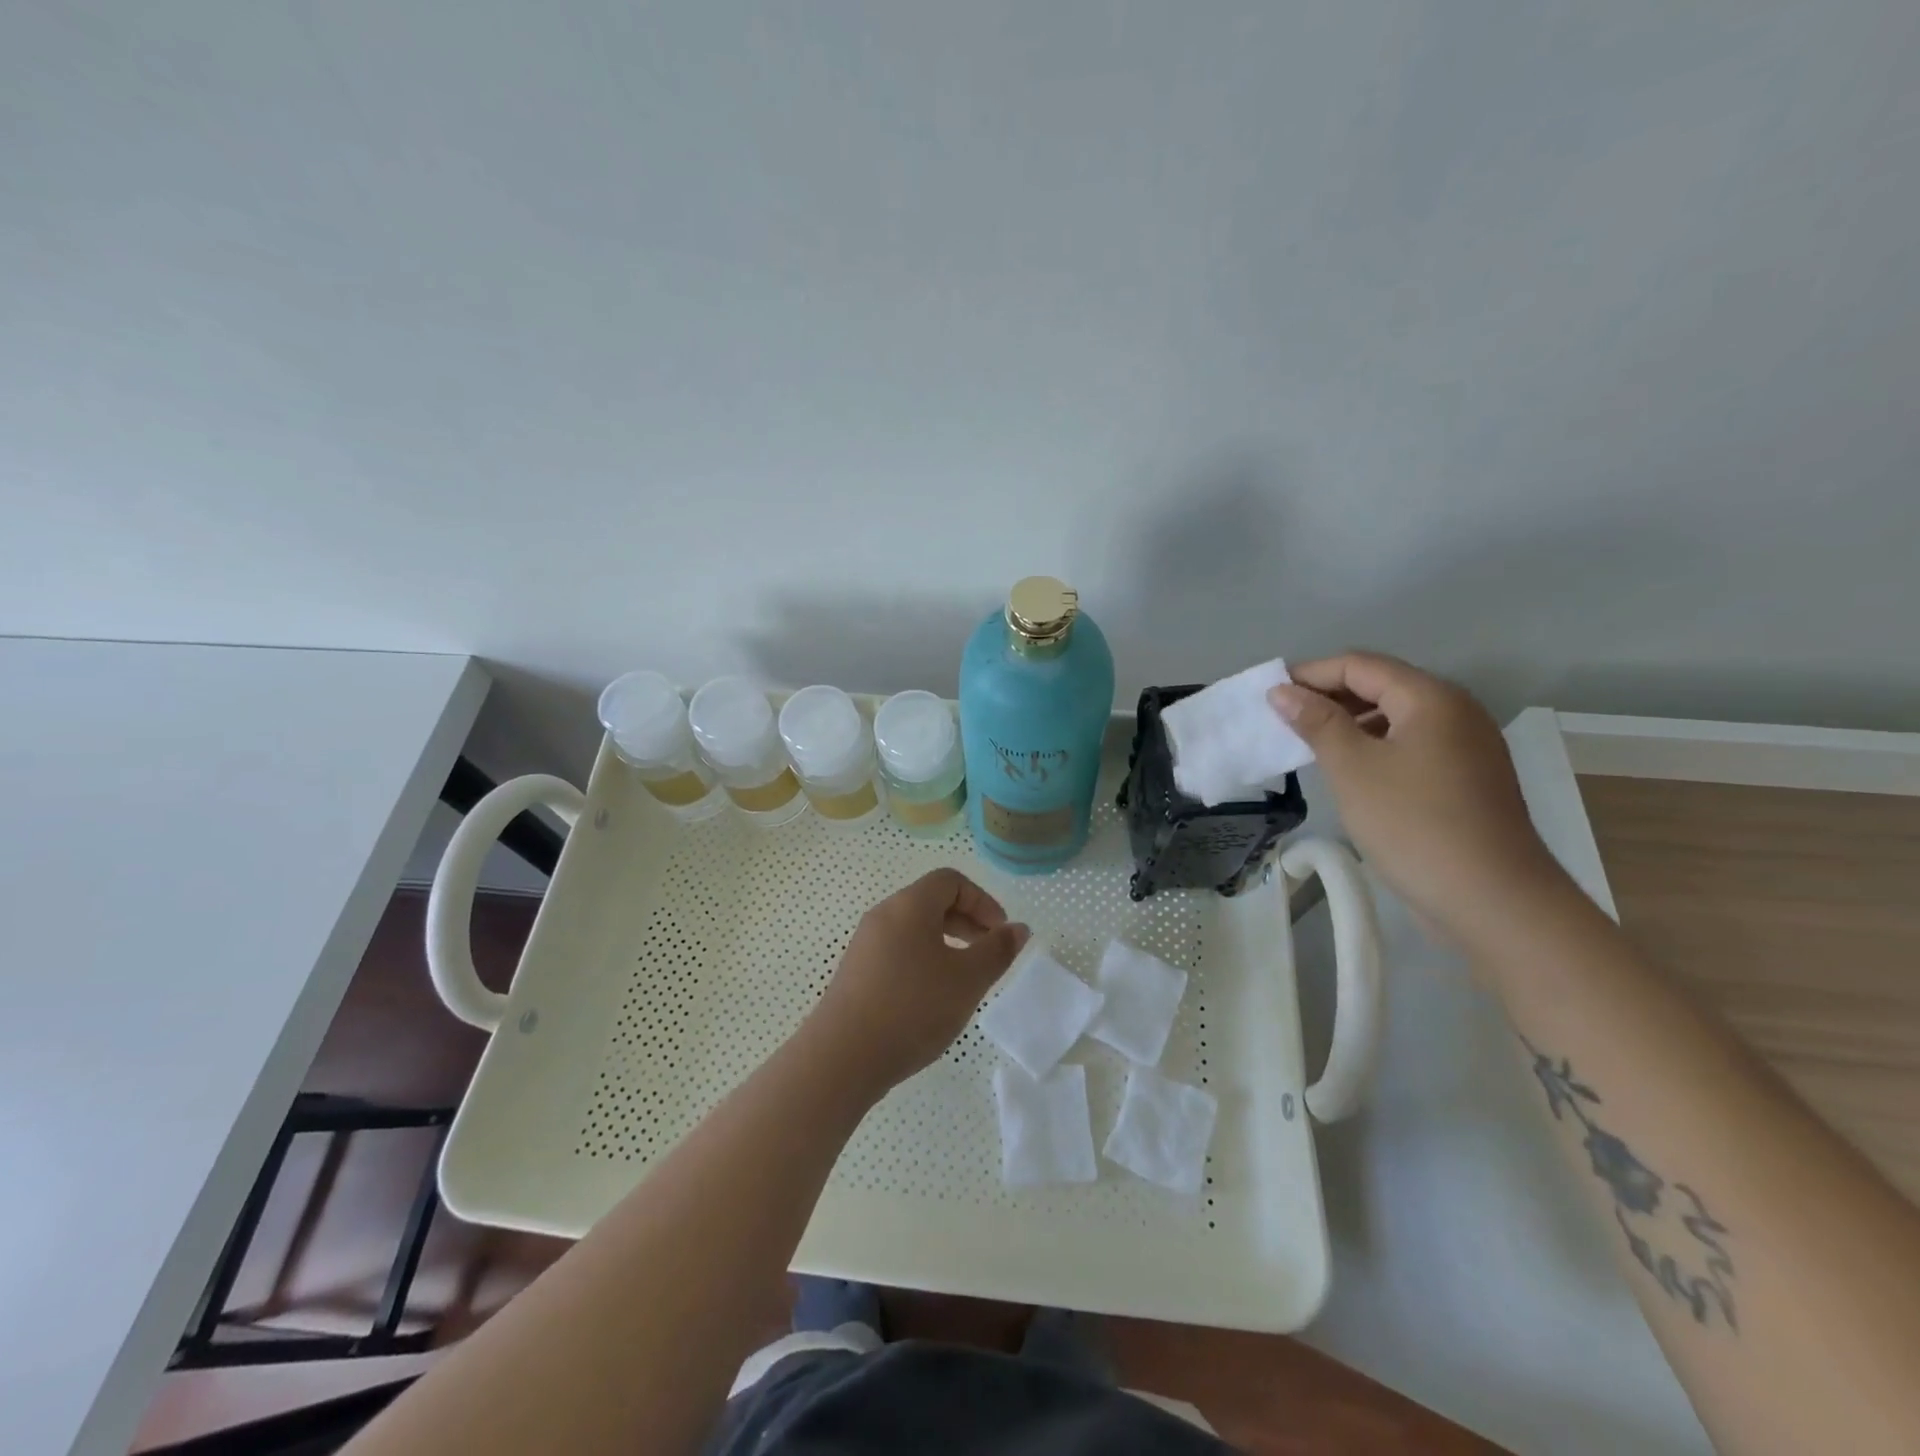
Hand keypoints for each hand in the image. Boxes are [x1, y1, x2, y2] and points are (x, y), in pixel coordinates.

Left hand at [802, 868, 1029, 1098]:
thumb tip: (1018, 928)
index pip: (951, 881)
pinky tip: (932, 997)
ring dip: (945, 942)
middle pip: (931, 901)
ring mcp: (865, 944)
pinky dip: (923, 960)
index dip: (982, 901)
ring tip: (963, 978)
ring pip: (914, 928)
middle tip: (988, 953)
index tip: (1000, 933)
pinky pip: (897, 950)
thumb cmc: (912, 1008)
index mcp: (909, 905)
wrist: (842, 1057)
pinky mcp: (856, 972)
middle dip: (967, 921)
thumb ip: (997, 951)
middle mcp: (883, 915)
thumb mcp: (967, 980)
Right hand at [1269, 651, 1569, 950]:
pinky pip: (1411, 744)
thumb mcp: (1352, 769)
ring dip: (1349, 723)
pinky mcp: (1467, 778)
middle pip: (1381, 685)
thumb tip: (1283, 691)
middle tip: (1281, 720)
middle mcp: (1455, 711)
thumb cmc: (1414, 824)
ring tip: (1307, 745)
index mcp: (1431, 698)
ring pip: (1396, 717)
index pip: (1359, 665)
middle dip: (1328, 697)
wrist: (1492, 900)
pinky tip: (1349, 770)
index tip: (1267, 695)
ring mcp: (1466, 746)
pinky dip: (1374, 746)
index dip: (1310, 674)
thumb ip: (1316, 723)